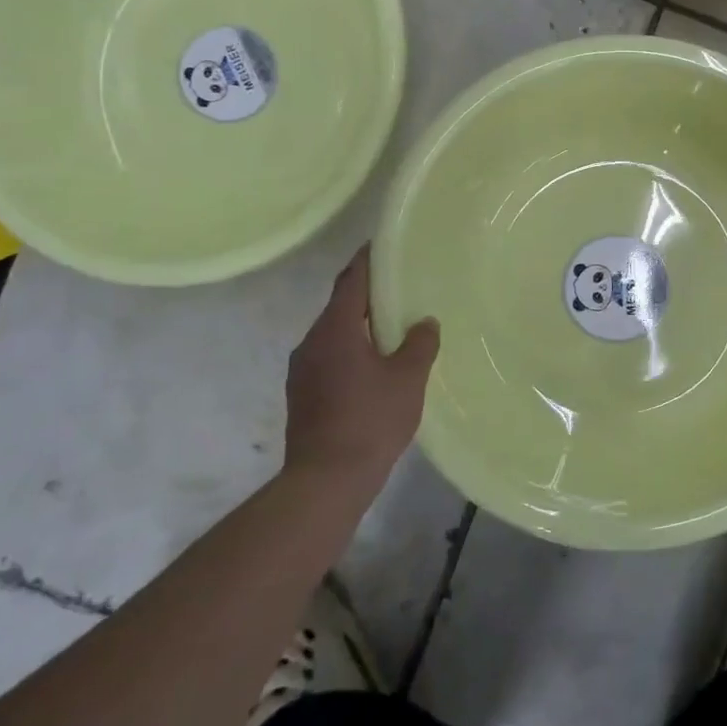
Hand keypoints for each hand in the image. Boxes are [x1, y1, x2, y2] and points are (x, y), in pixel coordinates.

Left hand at [284, 246, 439, 485]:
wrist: (326, 480)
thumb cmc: (370, 420)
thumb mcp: (408, 378)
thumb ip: (419, 344)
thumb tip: (424, 323)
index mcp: (334, 330)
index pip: (351, 281)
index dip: (367, 261)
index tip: (382, 245)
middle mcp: (311, 343)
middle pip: (340, 307)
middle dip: (366, 296)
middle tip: (398, 288)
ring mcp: (302, 371)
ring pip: (334, 335)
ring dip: (358, 327)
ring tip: (391, 327)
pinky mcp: (302, 395)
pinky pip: (329, 358)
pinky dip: (351, 351)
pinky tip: (374, 366)